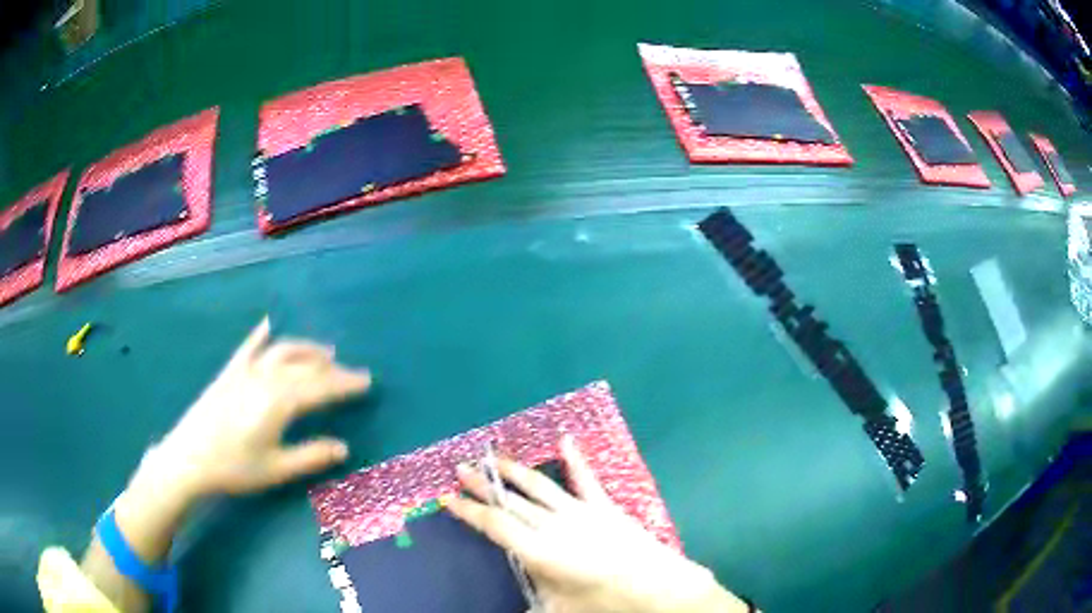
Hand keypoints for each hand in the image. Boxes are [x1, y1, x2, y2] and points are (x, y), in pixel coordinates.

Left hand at [84, 318, 371, 607]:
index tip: (367, 381)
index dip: (345, 384)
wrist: (189, 459)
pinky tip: (268, 325)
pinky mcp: (228, 372)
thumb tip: (344, 446)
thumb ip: (311, 455)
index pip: (320, 388)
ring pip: (281, 351)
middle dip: (331, 367)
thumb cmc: (234, 468)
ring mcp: (244, 371)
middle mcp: (264, 378)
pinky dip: (260, 335)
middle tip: (349, 373)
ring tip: (324, 352)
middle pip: (304, 365)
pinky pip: (248, 347)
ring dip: (305, 349)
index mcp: (278, 402)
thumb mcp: (276, 468)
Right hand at [447, 437, 748, 612]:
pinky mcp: (604, 506)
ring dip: (513, 471)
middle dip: (483, 486)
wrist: (655, 587)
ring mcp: (580, 511)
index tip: (448, 498)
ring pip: (539, 486)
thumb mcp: (560, 610)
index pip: (494, 525)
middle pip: (510, 501)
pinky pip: (585, 479)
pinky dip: (575, 459)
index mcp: (537, 551)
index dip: (469, 511)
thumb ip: (532, 604)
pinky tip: (565, 440)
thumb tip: (516, 610)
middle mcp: (552, 525)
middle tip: (461, 469)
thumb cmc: (604, 603)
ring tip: (493, 457)